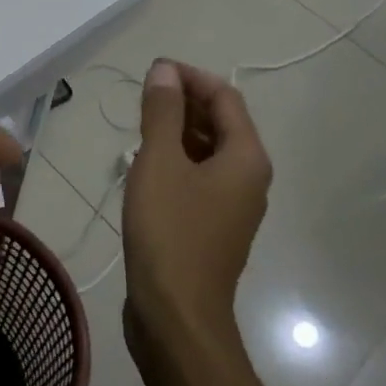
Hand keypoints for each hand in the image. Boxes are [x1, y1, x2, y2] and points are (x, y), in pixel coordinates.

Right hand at [121, 60, 271, 356]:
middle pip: (220, 123)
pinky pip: (199, 178)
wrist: (176, 315)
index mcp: (246, 157)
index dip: (190, 77)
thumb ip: (162, 112)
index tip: (152, 71)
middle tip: (140, 98)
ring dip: (176, 132)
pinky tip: (144, 167)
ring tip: (137, 128)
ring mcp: (232, 205)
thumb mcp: (160, 162)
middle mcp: (248, 178)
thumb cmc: (169, 232)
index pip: (225, 97)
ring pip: (208, 152)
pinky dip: (176, 161)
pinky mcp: (213, 227)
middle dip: (183, 103)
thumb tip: (164, 70)